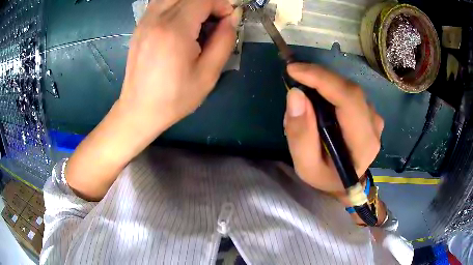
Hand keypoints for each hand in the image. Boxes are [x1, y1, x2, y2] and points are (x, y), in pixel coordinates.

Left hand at [119, 0, 241, 135]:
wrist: (139, 110)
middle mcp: (156, 19)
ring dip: (191, 3)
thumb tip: (232, 17)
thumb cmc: (174, 98)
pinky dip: (176, 5)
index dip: (221, 5)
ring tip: (198, 22)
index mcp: (174, 30)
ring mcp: (144, 21)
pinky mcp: (139, 26)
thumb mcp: (208, 74)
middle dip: (208, 3)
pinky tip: (180, 23)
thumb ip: (224, 40)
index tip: (226, 22)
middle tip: (214, 22)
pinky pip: (161, 3)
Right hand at [284, 63, 383, 195]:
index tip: (294, 69)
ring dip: (324, 82)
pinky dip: (330, 87)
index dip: (322, 79)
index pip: (348, 100)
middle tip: (294, 73)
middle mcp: (374, 126)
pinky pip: (349, 91)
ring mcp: (374, 117)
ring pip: (349, 88)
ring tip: (304, 86)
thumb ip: (300, 134)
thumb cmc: (325, 177)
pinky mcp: (369, 112)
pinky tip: (318, 94)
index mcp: (363, 143)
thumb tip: (295, 95)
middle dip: (320, 76)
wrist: (343, 182)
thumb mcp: (306, 166)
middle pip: (349, 90)